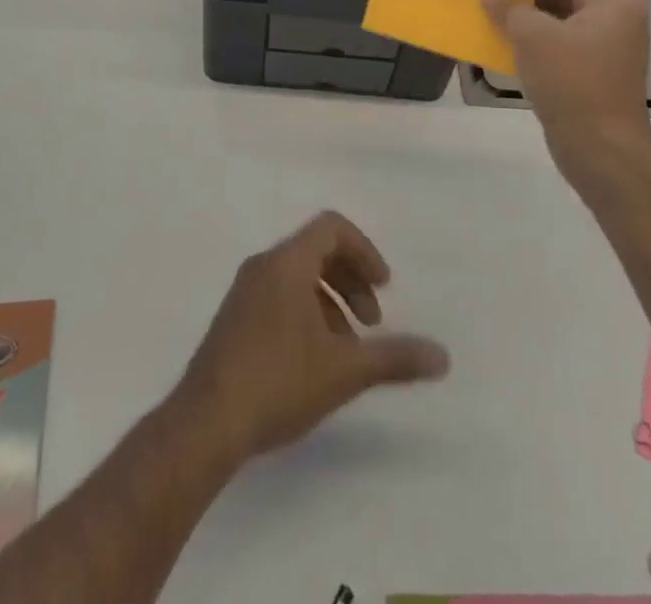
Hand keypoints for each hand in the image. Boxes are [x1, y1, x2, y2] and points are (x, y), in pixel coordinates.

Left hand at [171, 211, 449, 463]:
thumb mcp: (345, 370)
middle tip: (373, 322)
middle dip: (352, 280)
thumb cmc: (278, 380)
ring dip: (331, 301)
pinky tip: (315, 361)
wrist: (206, 422)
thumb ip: (395, 358)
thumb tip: (443, 356)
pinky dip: (307, 312)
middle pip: (317, 250)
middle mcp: (263, 265)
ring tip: (348, 349)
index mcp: (287, 262)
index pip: (332, 227)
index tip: (384, 288)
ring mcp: (244, 291)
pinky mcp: (233, 318)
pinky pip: (279, 295)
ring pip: (298, 276)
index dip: (364, 251)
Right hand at [481, 0, 650, 182]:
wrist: (602, 151)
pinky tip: (503, 39)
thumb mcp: (533, 37)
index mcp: (612, 0)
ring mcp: (606, 45)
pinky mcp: (593, 70)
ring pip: (560, 14)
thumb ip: (509, 6)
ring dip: (525, 11)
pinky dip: (533, 36)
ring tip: (489, 9)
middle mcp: (615, 17)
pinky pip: (559, 40)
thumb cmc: (572, 83)